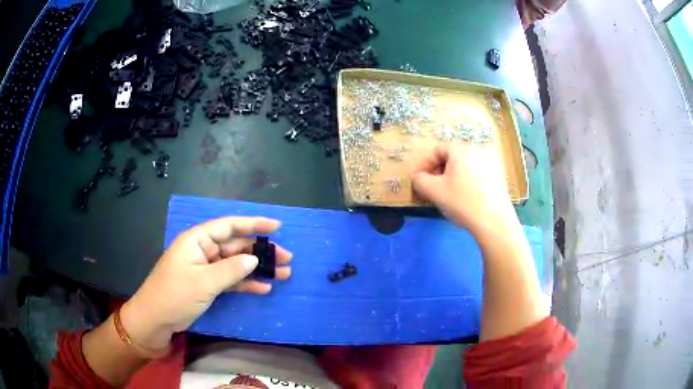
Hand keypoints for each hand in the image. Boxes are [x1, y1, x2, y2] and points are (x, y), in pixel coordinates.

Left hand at [120, 217, 291, 351]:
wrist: (155, 320)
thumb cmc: (175, 295)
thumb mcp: (204, 282)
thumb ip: (231, 269)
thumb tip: (254, 259)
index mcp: (197, 240)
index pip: (229, 226)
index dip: (253, 224)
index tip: (277, 226)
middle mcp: (203, 250)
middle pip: (236, 246)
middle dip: (261, 252)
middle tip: (287, 258)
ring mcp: (206, 269)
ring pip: (236, 264)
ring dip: (258, 269)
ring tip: (283, 274)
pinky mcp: (207, 285)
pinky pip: (231, 280)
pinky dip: (246, 284)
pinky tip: (263, 288)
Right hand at [412, 144, 514, 234]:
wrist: (494, 221)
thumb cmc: (462, 202)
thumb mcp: (433, 191)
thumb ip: (419, 180)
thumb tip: (418, 178)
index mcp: (461, 150)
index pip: (437, 151)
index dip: (424, 165)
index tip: (419, 182)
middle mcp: (477, 151)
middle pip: (452, 158)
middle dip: (438, 172)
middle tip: (432, 190)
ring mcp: (490, 164)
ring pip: (464, 168)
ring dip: (452, 179)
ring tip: (448, 196)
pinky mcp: (498, 177)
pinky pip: (476, 175)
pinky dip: (467, 183)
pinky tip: (466, 200)